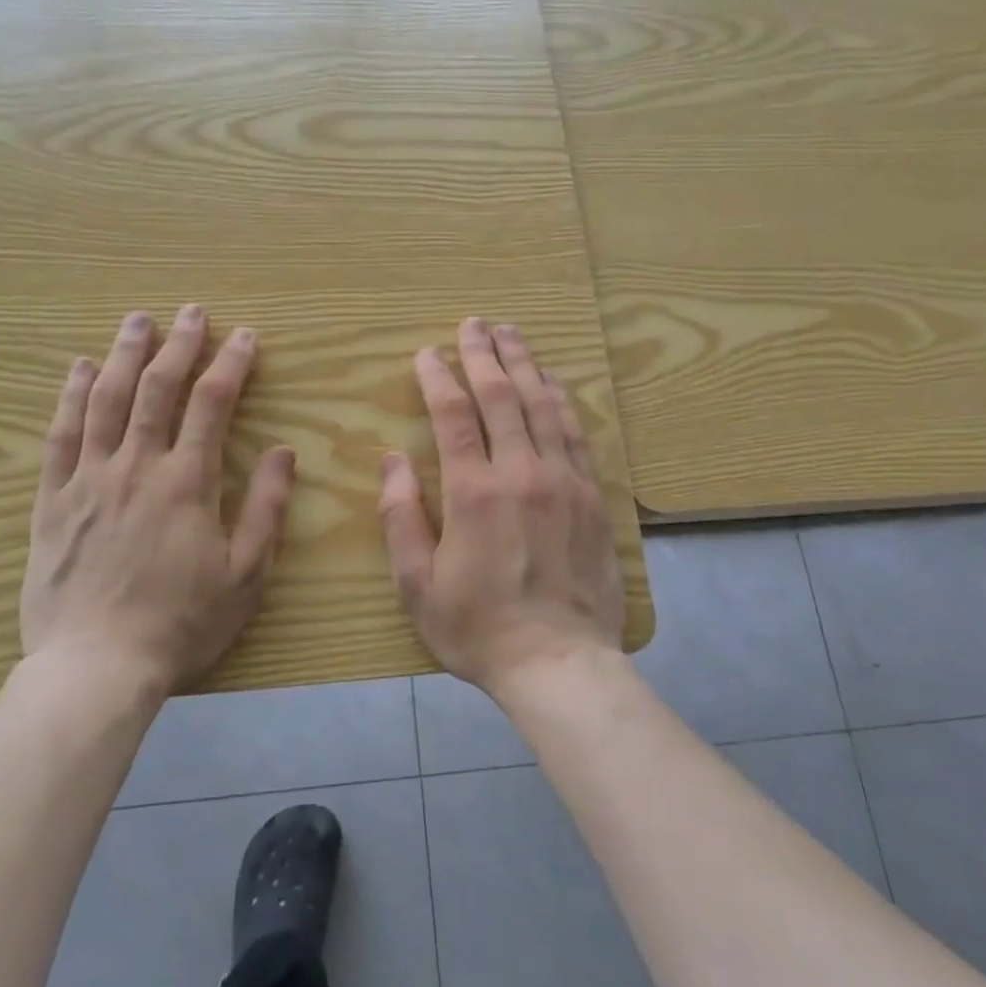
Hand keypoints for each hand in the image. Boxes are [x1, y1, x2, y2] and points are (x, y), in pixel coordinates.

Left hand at [20, 306, 295, 694]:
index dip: (230, 364)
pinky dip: (71, 396)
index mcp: (187, 482)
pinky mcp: (53, 500)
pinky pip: (60, 435)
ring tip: (137, 320)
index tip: (243, 336)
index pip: (212, 404)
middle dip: (178, 344)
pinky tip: (80, 369)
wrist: (96, 668)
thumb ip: (266, 508)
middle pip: (158, 388)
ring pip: (107, 400)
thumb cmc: (180, 624)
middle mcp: (137, 466)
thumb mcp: (244, 574)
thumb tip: (284, 452)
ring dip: (125, 354)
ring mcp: (89, 479)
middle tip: (190, 311)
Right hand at [378, 316, 625, 697]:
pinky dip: (561, 400)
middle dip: (484, 355)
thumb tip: (392, 460)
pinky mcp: (593, 496)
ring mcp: (564, 481)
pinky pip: (576, 433)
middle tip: (473, 324)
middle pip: (501, 396)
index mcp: (474, 492)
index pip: (453, 416)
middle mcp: (522, 473)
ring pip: (543, 406)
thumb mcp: (417, 583)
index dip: (438, 378)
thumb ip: (401, 516)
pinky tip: (553, 382)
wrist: (560, 663)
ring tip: (512, 334)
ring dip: (525, 364)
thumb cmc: (478, 628)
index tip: (427, 354)